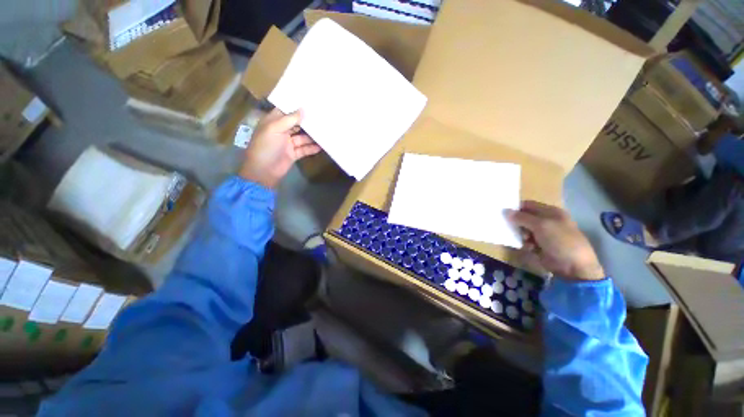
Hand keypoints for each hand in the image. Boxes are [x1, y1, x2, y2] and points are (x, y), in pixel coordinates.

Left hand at [239, 108, 320, 188]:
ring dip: (312, 136)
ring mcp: (288, 143)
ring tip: (325, 132)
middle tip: (322, 117)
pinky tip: (322, 146)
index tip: (311, 103)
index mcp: (273, 122)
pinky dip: (312, 148)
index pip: (286, 111)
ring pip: (302, 137)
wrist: (263, 171)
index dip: (297, 107)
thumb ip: (289, 119)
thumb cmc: (266, 147)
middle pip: (296, 124)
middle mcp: (281, 131)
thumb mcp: (274, 129)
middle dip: (307, 122)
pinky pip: (305, 149)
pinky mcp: (293, 154)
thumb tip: (303, 109)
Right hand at [506, 201, 604, 280]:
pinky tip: (530, 248)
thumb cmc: (560, 240)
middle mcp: (547, 221)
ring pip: (524, 230)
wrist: (574, 267)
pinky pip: (526, 241)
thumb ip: (522, 217)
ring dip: (521, 235)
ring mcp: (544, 234)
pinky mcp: (540, 245)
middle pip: (525, 218)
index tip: (503, 213)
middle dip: (517, 223)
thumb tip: (505, 211)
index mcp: (551, 212)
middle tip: (513, 228)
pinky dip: (525, 244)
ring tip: (526, 240)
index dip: (516, 208)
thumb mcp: (541, 225)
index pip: (528, 205)